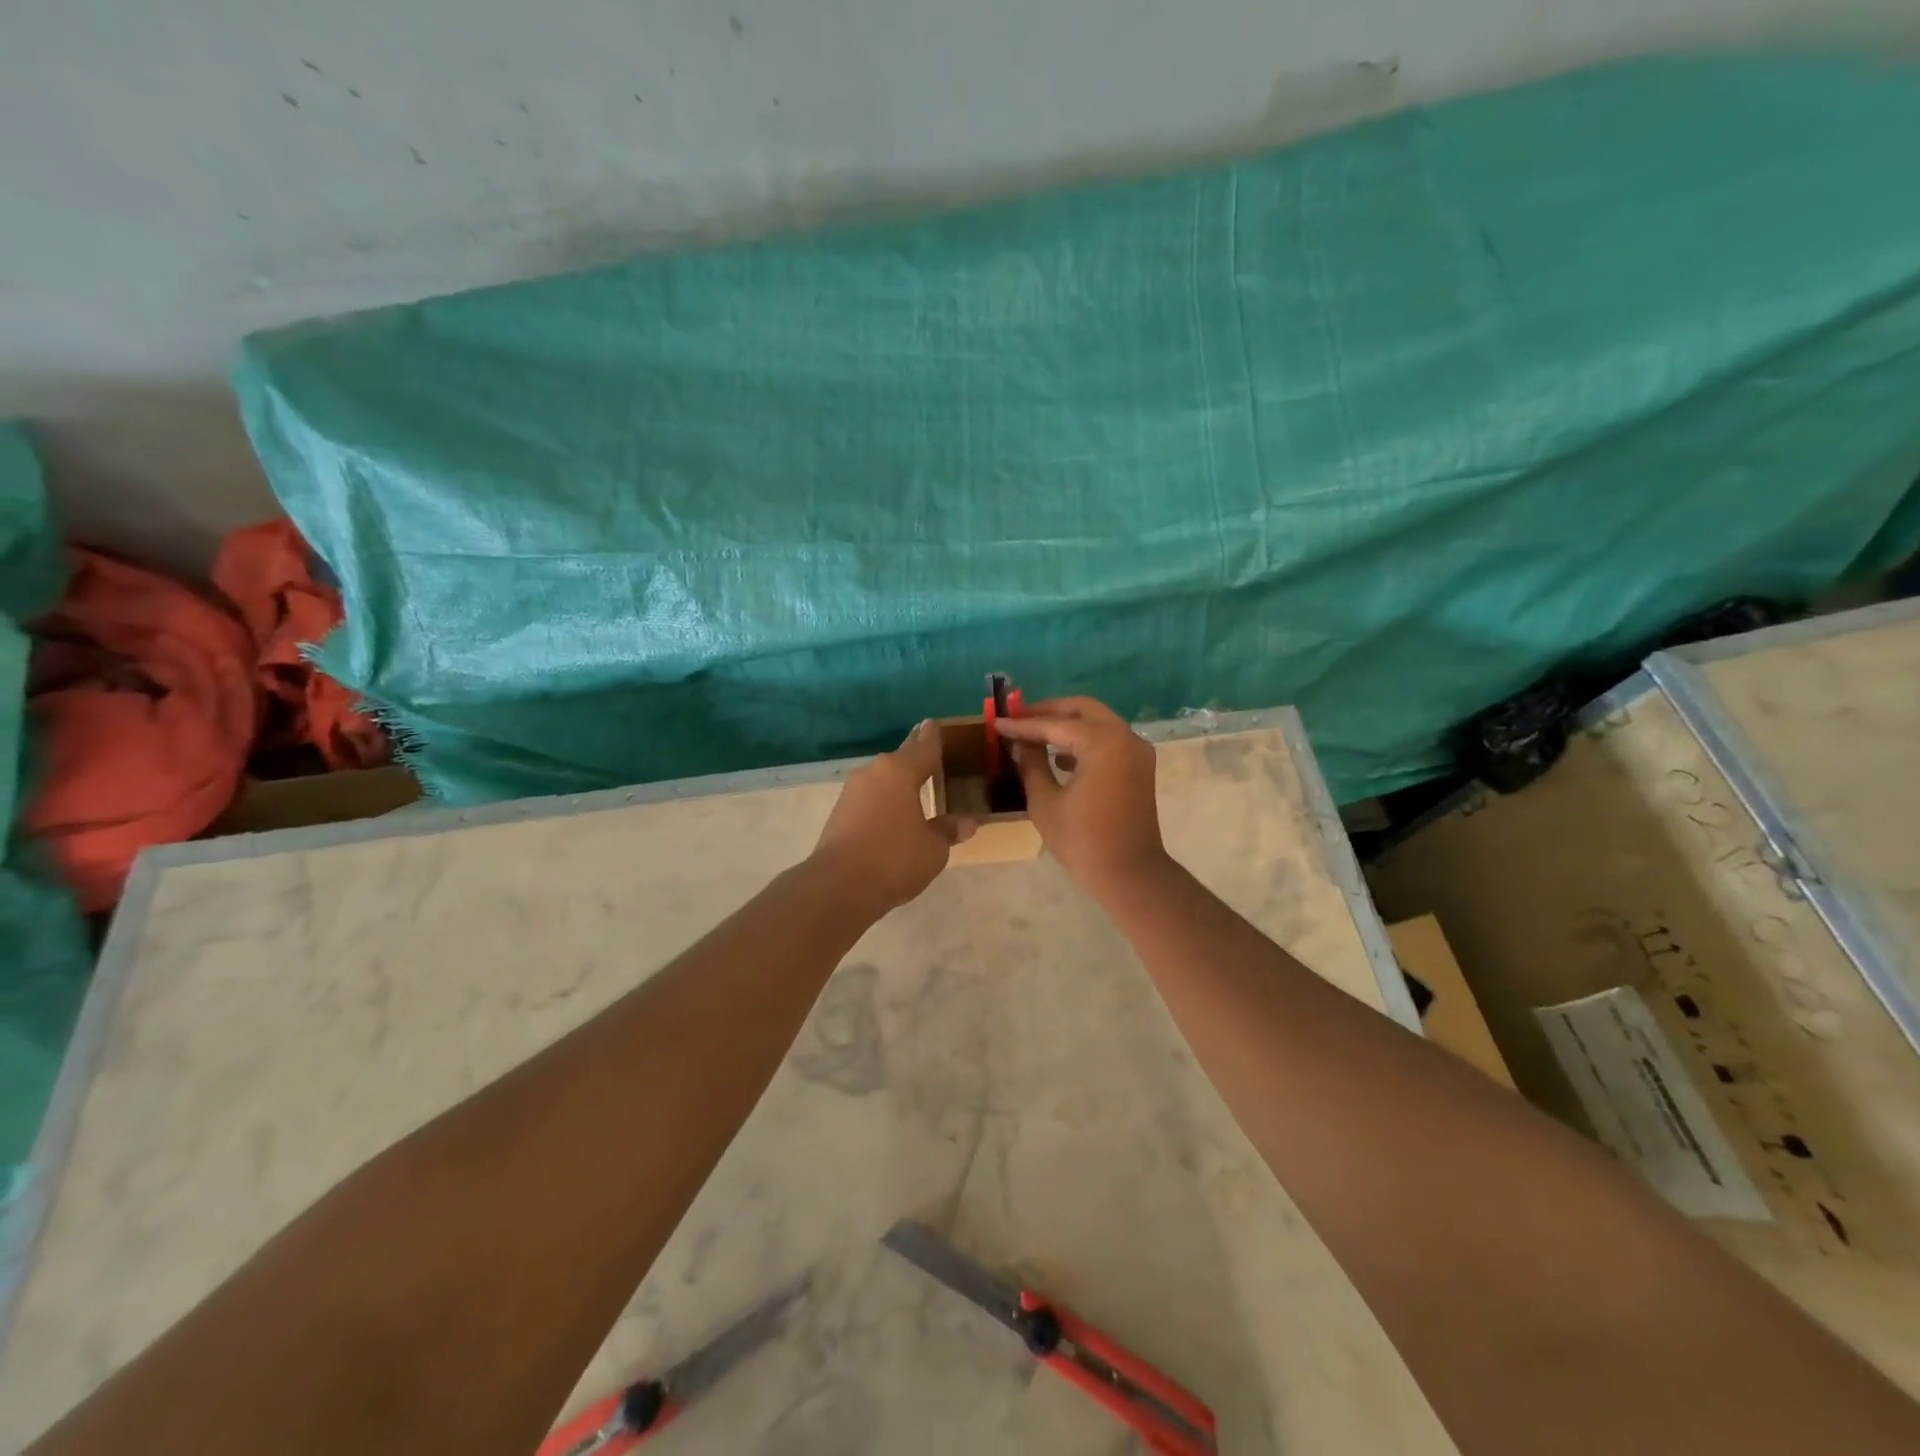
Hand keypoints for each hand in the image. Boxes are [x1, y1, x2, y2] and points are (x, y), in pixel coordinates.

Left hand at [810, 721, 975, 911]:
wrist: (838, 886)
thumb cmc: (894, 859)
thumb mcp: (933, 848)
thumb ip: (948, 830)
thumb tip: (968, 822)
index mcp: (900, 771)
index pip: (923, 747)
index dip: (932, 737)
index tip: (933, 723)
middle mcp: (874, 772)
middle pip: (900, 758)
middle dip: (914, 754)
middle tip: (928, 748)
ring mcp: (853, 791)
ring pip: (883, 777)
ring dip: (898, 780)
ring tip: (915, 783)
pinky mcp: (840, 812)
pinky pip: (871, 796)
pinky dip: (885, 798)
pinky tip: (893, 810)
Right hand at [995, 697, 1171, 900]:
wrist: (1130, 874)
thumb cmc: (1083, 841)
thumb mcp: (1045, 802)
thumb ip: (1030, 765)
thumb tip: (1019, 744)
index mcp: (1102, 742)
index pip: (1055, 724)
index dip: (1023, 724)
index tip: (996, 722)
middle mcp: (1124, 736)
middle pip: (1082, 709)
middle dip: (1048, 711)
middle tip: (1017, 718)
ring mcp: (1136, 750)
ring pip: (1097, 721)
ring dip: (1066, 724)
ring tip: (1032, 735)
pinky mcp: (1139, 765)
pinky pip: (1108, 739)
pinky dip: (1084, 739)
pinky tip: (1059, 756)